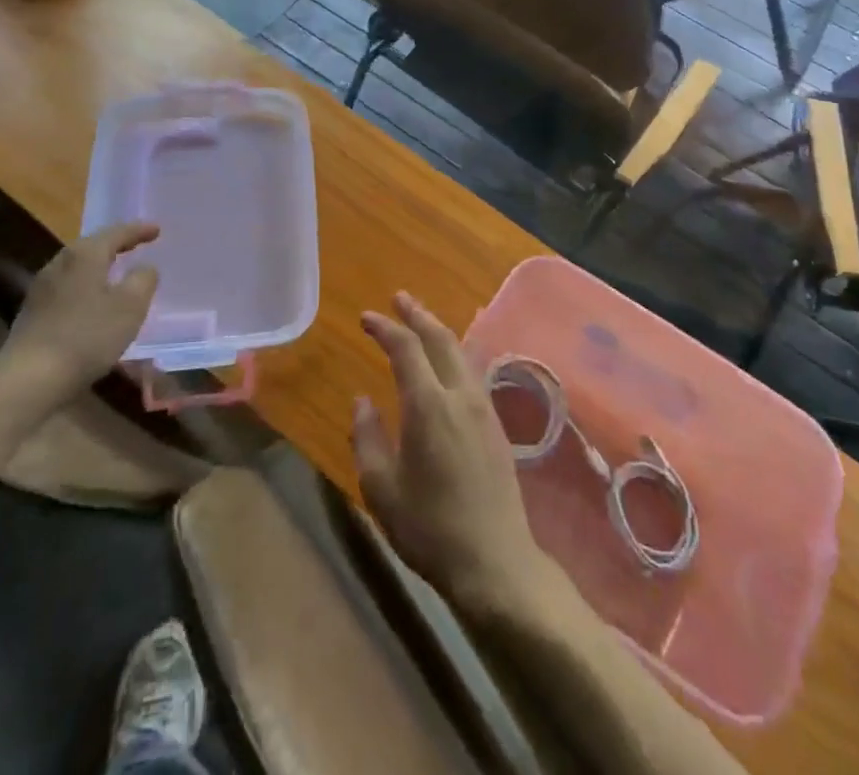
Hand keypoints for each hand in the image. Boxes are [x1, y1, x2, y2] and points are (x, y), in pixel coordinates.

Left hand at [0, 222, 160, 419]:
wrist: (28, 380)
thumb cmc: (88, 336)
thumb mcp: (131, 307)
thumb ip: (143, 280)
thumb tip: (144, 268)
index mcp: (85, 255)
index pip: (116, 233)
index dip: (139, 230)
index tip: (157, 229)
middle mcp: (60, 263)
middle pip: (92, 246)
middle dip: (115, 245)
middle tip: (136, 245)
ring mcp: (41, 289)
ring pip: (77, 267)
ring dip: (99, 267)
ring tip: (116, 272)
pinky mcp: (32, 313)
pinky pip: (67, 288)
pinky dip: (86, 287)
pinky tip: (92, 302)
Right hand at [352, 293, 545, 615]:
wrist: (495, 561)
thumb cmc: (430, 528)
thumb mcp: (381, 488)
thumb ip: (368, 437)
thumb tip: (363, 400)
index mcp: (428, 405)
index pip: (406, 348)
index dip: (385, 328)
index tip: (366, 317)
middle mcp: (459, 395)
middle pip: (440, 339)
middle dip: (418, 315)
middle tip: (399, 299)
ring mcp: (483, 407)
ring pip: (460, 352)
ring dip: (438, 331)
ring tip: (421, 322)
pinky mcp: (495, 424)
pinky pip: (471, 371)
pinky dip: (453, 354)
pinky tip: (447, 363)